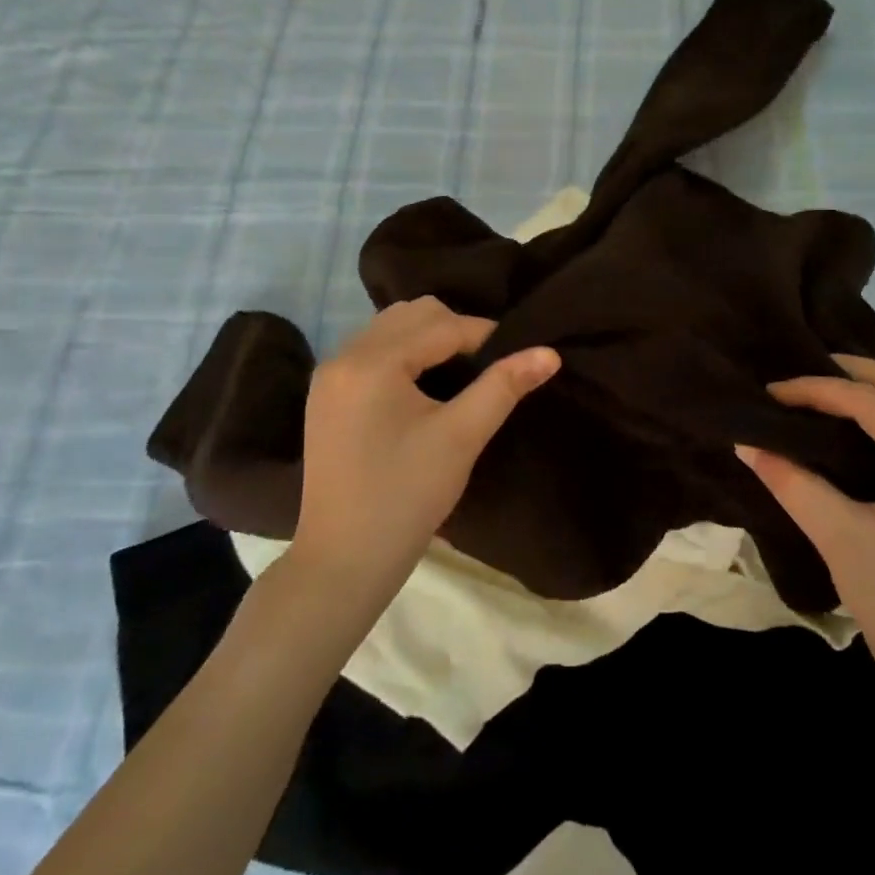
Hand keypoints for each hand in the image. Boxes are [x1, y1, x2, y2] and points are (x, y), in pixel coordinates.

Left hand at [292, 297, 558, 601]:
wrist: (343, 561)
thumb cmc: (407, 497)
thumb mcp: (461, 437)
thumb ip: (504, 386)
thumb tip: (549, 353)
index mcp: (372, 362)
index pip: (441, 325)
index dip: (486, 336)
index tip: (517, 355)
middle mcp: (344, 357)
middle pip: (411, 314)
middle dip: (455, 329)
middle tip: (486, 366)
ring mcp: (329, 376)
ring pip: (389, 328)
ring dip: (427, 339)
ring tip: (459, 373)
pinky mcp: (325, 397)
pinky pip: (371, 351)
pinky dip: (403, 354)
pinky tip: (423, 386)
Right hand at [736, 356, 874, 716]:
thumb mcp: (842, 540)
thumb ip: (793, 484)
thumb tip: (748, 443)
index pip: (874, 404)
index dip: (818, 390)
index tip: (771, 392)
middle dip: (856, 373)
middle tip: (805, 375)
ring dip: (874, 394)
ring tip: (824, 396)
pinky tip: (854, 436)